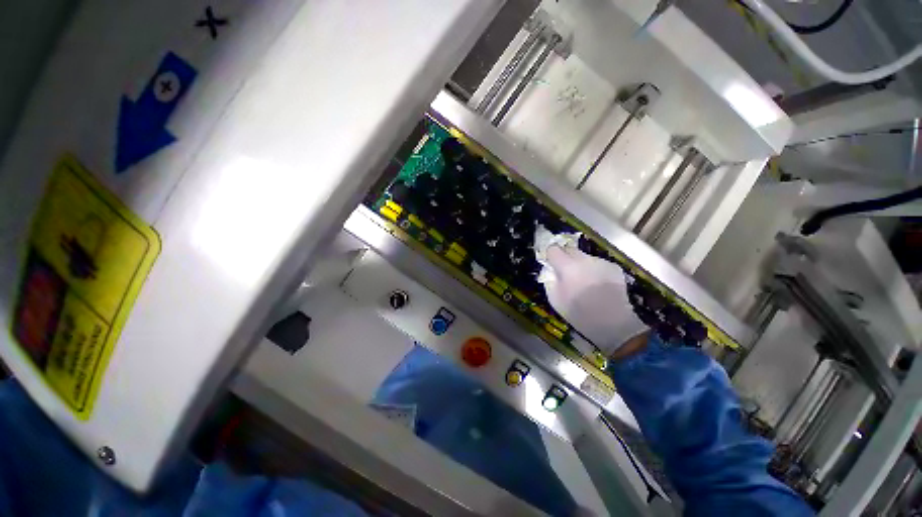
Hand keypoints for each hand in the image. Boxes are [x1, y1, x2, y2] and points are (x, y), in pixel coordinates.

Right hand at [535, 228, 647, 355]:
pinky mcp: (613, 267)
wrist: (613, 323)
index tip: (550, 263)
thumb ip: (549, 279)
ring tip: (583, 282)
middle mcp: (584, 259)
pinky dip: (594, 270)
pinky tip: (597, 285)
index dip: (550, 255)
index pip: (553, 249)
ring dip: (580, 264)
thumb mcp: (554, 299)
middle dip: (565, 257)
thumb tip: (550, 270)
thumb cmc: (578, 313)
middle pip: (569, 249)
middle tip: (565, 272)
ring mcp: (600, 262)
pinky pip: (597, 264)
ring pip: (584, 257)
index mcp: (567, 266)